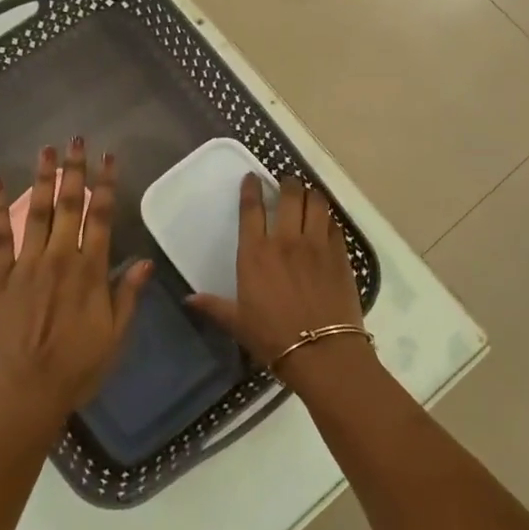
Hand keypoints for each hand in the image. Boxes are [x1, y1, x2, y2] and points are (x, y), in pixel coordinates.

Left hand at [0, 140, 153, 432]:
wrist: (24, 395)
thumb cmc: (76, 369)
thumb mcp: (115, 337)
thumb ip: (127, 295)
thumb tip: (145, 261)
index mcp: (90, 272)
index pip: (101, 218)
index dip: (106, 185)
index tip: (110, 158)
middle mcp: (59, 260)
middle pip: (68, 206)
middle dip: (74, 170)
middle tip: (76, 140)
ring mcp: (25, 266)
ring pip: (35, 213)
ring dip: (41, 179)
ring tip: (46, 150)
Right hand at [190, 174, 366, 386]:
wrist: (322, 352)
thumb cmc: (273, 337)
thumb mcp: (237, 322)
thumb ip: (213, 306)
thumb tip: (188, 300)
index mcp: (255, 253)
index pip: (251, 209)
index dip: (251, 189)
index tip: (252, 178)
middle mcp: (286, 240)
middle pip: (289, 196)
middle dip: (287, 183)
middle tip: (285, 182)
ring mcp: (316, 245)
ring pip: (316, 203)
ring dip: (311, 194)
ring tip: (308, 194)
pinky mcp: (340, 255)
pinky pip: (335, 224)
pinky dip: (329, 217)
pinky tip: (326, 221)